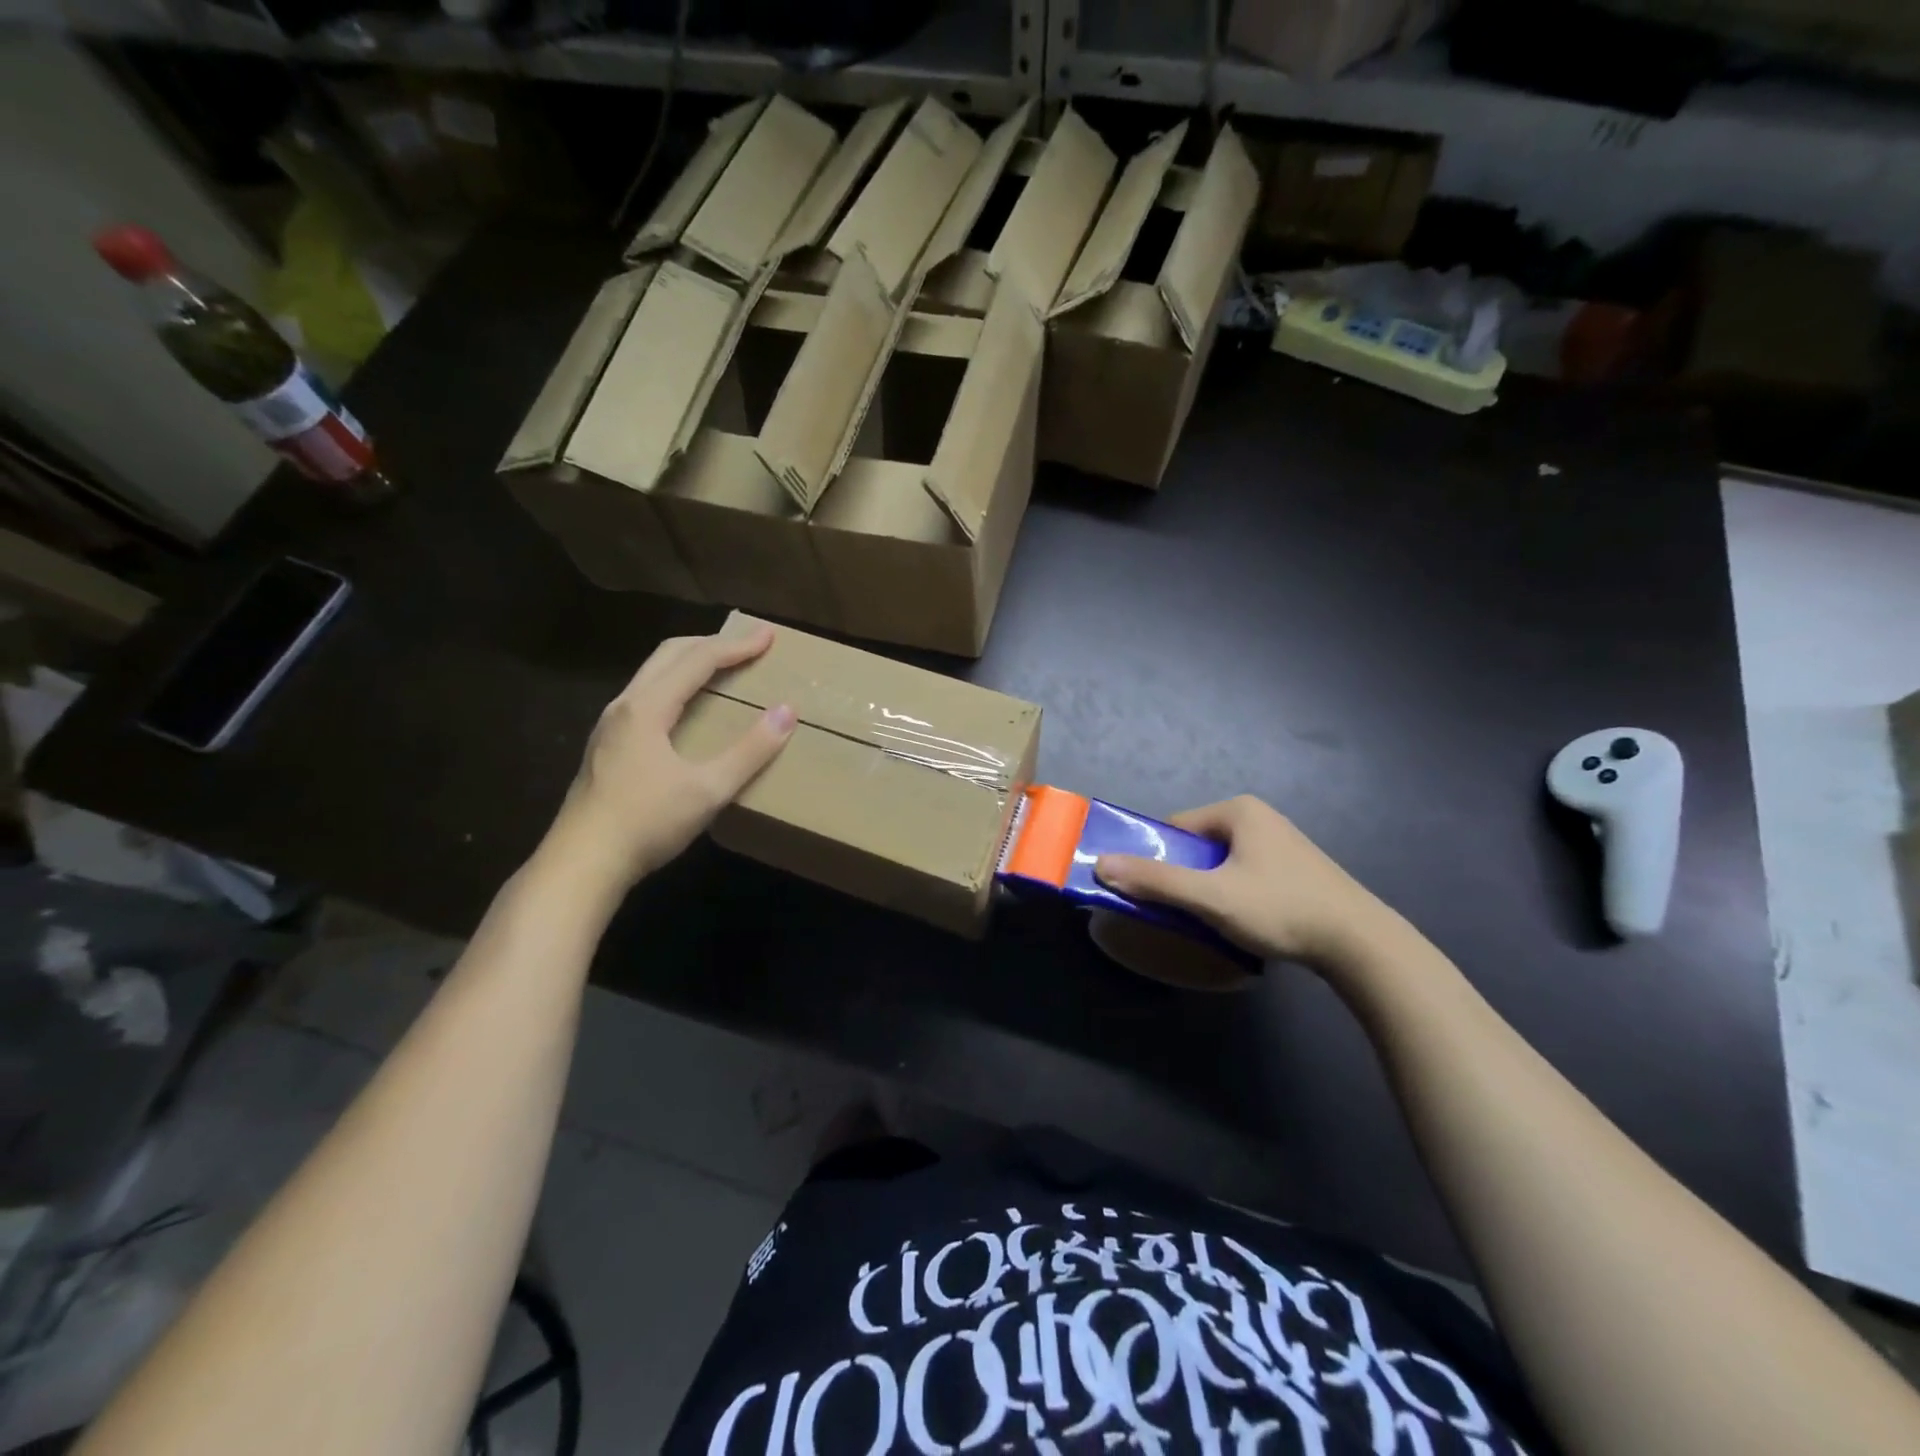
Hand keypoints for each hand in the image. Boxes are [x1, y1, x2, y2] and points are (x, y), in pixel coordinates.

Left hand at [549, 625, 794, 887]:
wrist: (581, 864)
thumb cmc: (646, 823)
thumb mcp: (708, 790)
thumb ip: (750, 751)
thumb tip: (786, 712)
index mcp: (647, 707)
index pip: (698, 660)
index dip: (736, 645)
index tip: (768, 636)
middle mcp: (624, 705)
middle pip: (669, 655)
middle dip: (711, 643)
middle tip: (747, 644)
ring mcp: (610, 726)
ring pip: (653, 675)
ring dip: (690, 662)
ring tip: (721, 667)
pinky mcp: (606, 746)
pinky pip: (646, 696)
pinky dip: (675, 685)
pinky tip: (687, 709)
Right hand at [1095, 796, 1392, 969]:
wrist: (1361, 944)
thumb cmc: (1280, 908)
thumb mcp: (1211, 897)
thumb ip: (1156, 881)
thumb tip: (1101, 864)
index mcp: (1238, 810)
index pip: (1175, 828)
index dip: (1158, 858)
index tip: (1154, 892)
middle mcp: (1259, 817)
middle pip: (1197, 845)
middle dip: (1185, 876)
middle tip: (1184, 911)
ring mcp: (1281, 842)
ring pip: (1222, 862)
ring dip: (1209, 888)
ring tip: (1214, 921)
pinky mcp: (1296, 868)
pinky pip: (1245, 873)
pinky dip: (1234, 893)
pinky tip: (1245, 921)